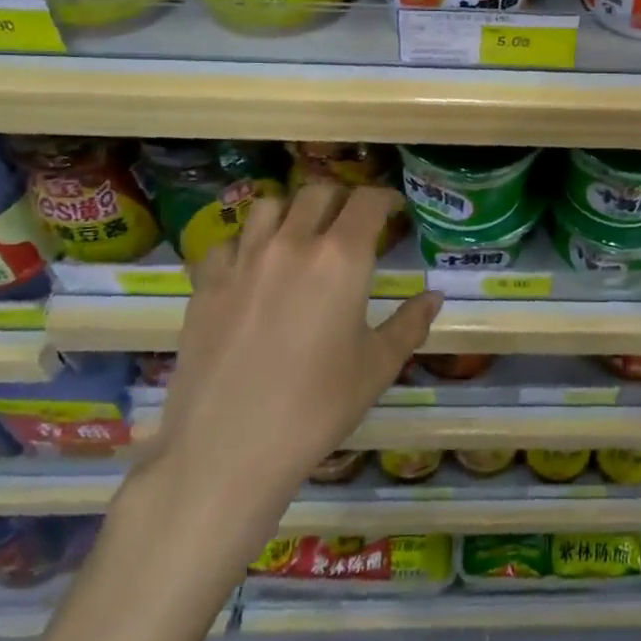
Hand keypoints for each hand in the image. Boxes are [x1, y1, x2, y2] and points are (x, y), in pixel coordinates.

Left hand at [137, 184, 441, 522]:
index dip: (385, 197)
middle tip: (351, 222)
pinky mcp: (206, 283)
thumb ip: (409, 324)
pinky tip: (253, 269)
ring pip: (269, 205)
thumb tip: (434, 297)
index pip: (367, 202)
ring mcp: (243, 259)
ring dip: (292, 210)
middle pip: (318, 192)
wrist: (229, 447)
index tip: (393, 207)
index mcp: (341, 258)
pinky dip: (247, 243)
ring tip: (300, 234)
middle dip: (341, 199)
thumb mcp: (377, 367)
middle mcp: (292, 243)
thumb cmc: (317, 407)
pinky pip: (228, 241)